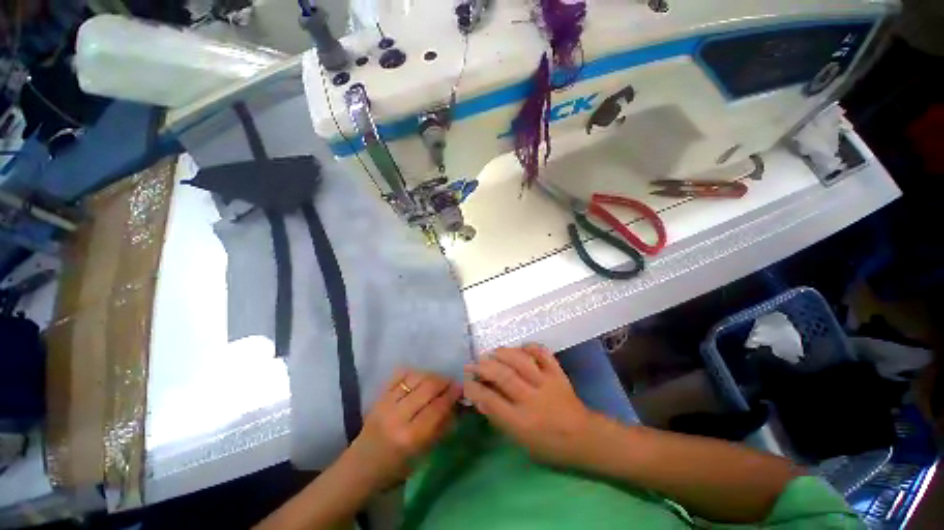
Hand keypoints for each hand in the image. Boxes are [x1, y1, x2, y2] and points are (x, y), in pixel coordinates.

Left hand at [346, 369, 461, 489]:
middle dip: (444, 381)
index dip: (452, 395)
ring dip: (431, 375)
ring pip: (415, 377)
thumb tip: (456, 406)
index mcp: (410, 437)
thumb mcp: (423, 455)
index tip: (461, 388)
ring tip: (438, 380)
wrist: (361, 466)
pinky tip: (421, 377)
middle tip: (452, 383)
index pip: (437, 407)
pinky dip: (413, 373)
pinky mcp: (379, 396)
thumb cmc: (396, 468)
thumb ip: (440, 428)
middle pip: (428, 387)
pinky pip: (399, 375)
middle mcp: (398, 417)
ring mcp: (386, 403)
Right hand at [464, 345, 593, 467]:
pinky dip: (530, 347)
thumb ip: (500, 419)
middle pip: (503, 376)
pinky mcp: (558, 373)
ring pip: (521, 361)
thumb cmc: (549, 445)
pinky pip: (543, 354)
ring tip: (491, 352)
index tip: (466, 381)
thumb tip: (480, 398)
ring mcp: (546, 383)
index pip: (491, 400)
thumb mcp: (521, 441)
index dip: (474, 388)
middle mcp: (532, 399)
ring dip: (503, 353)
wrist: (585, 438)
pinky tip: (520, 347)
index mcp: (522, 422)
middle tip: (473, 363)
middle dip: (484, 367)